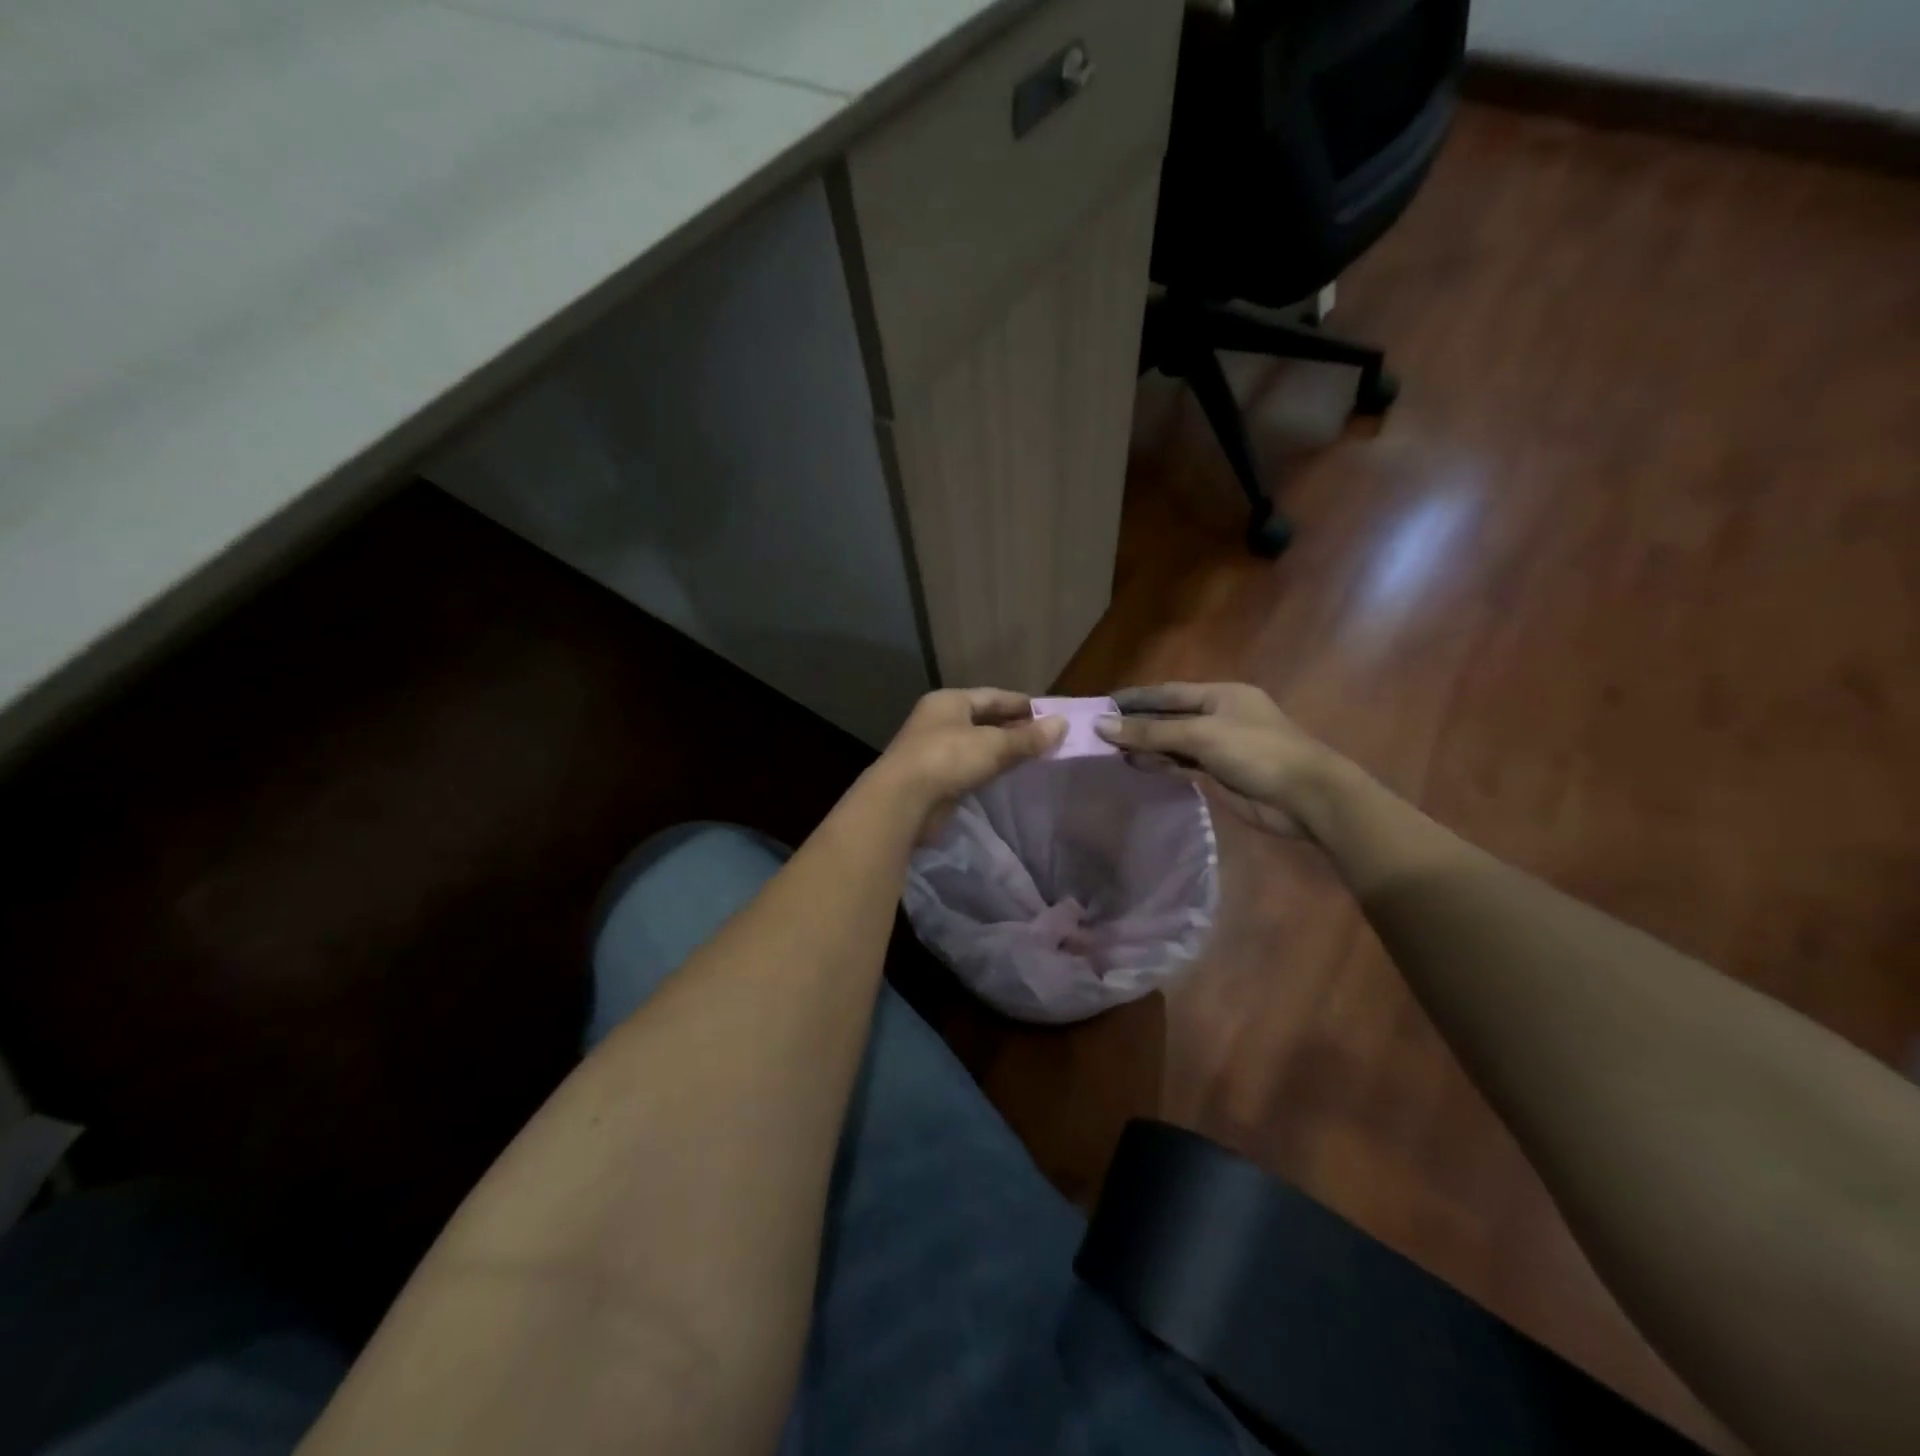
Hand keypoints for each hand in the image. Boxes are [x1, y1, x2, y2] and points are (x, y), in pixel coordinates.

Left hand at [870, 688, 1064, 835]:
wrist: (902, 801)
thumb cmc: (947, 759)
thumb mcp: (993, 745)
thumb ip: (1027, 738)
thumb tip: (1062, 724)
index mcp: (950, 701)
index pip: (994, 696)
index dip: (1023, 705)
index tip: (1051, 714)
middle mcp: (940, 720)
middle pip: (985, 719)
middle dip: (1015, 728)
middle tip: (1047, 738)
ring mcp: (935, 749)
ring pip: (977, 744)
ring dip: (1003, 750)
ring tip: (1034, 756)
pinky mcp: (935, 776)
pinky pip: (970, 766)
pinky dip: (989, 768)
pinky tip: (1008, 775)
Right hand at [1095, 682, 1337, 837]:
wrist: (1306, 798)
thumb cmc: (1258, 752)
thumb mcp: (1202, 736)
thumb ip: (1151, 732)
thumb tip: (1101, 726)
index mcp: (1221, 695)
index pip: (1168, 692)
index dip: (1136, 698)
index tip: (1102, 704)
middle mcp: (1218, 717)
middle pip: (1169, 717)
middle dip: (1137, 723)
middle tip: (1099, 731)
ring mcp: (1219, 747)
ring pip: (1173, 743)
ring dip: (1145, 746)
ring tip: (1110, 751)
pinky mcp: (1219, 775)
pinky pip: (1182, 765)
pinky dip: (1160, 764)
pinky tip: (1136, 765)